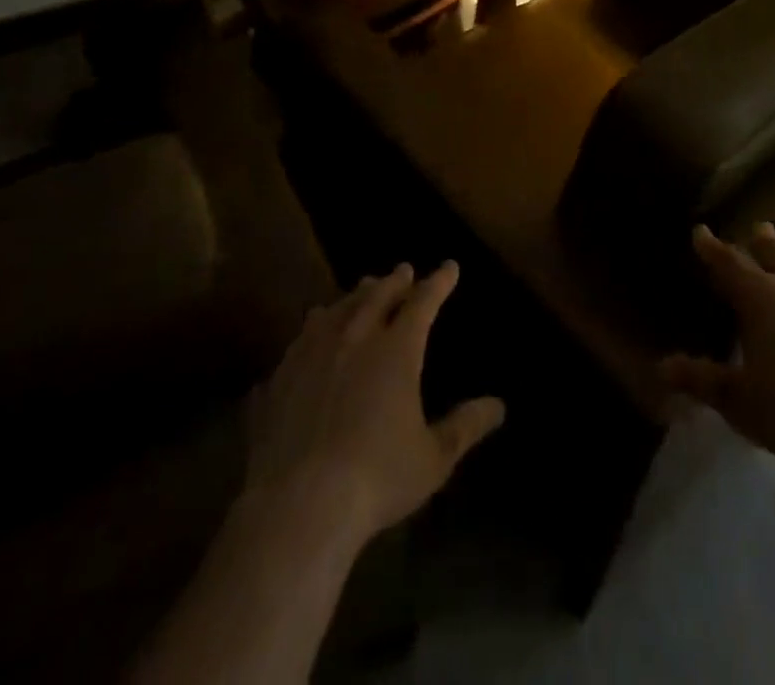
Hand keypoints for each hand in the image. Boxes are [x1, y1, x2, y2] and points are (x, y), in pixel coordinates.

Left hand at [242, 261, 504, 549]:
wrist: (297, 507)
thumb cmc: (376, 478)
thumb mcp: (433, 458)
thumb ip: (465, 427)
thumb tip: (498, 405)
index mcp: (395, 349)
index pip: (423, 302)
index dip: (439, 282)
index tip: (449, 267)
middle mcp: (353, 339)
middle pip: (376, 296)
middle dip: (394, 281)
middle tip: (403, 270)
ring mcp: (309, 356)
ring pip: (333, 312)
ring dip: (350, 299)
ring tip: (357, 295)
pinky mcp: (276, 382)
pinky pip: (295, 347)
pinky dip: (309, 336)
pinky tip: (305, 344)